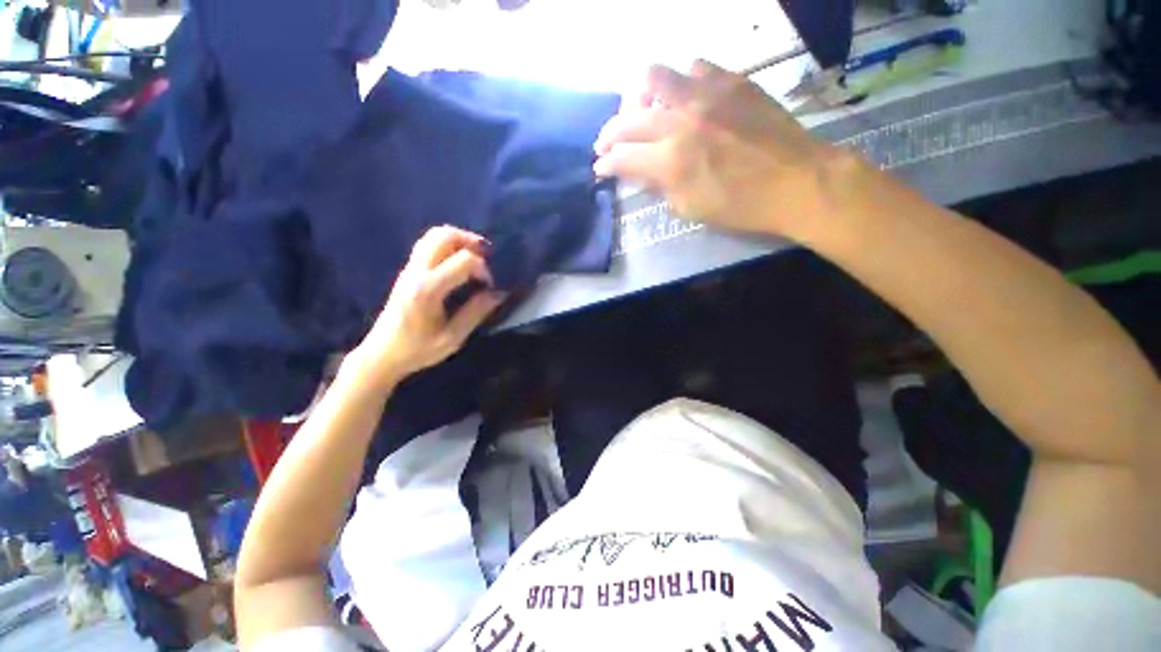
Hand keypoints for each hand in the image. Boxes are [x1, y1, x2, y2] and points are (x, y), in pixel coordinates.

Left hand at [350, 226, 504, 388]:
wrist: (382, 354)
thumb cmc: (418, 349)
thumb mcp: (453, 337)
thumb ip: (476, 312)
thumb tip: (498, 293)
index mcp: (428, 289)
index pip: (463, 260)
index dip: (483, 269)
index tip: (489, 285)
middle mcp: (416, 272)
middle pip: (443, 235)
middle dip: (470, 241)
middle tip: (487, 257)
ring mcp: (409, 269)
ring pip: (433, 235)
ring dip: (458, 240)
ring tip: (475, 257)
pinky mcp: (407, 271)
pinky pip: (428, 245)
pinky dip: (448, 245)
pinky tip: (458, 263)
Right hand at [594, 60, 843, 236]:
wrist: (797, 181)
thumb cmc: (740, 206)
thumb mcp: (690, 208)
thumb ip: (658, 186)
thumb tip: (637, 171)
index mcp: (671, 161)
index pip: (622, 157)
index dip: (605, 163)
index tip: (600, 167)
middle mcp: (681, 121)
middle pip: (628, 118)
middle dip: (609, 133)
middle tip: (608, 143)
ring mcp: (706, 95)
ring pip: (653, 76)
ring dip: (639, 97)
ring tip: (643, 111)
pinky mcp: (731, 81)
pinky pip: (694, 67)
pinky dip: (680, 83)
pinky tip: (685, 99)